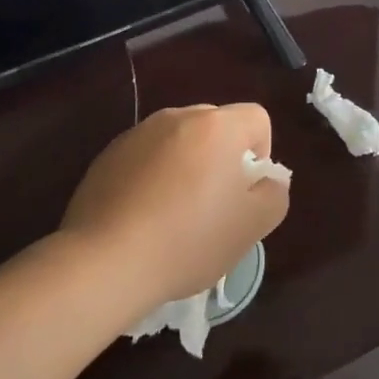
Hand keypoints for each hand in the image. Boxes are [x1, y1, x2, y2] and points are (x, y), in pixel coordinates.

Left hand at [59, 104, 288, 311]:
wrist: (105, 262)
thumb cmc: (189, 240)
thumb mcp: (253, 226)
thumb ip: (274, 193)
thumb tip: (265, 180)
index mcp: (217, 126)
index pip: (256, 118)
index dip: (261, 153)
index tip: (244, 192)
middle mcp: (177, 117)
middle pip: (216, 126)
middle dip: (222, 157)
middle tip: (214, 204)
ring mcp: (138, 133)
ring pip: (179, 141)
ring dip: (186, 166)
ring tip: (174, 214)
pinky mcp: (108, 154)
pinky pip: (146, 156)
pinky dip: (153, 176)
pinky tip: (143, 217)